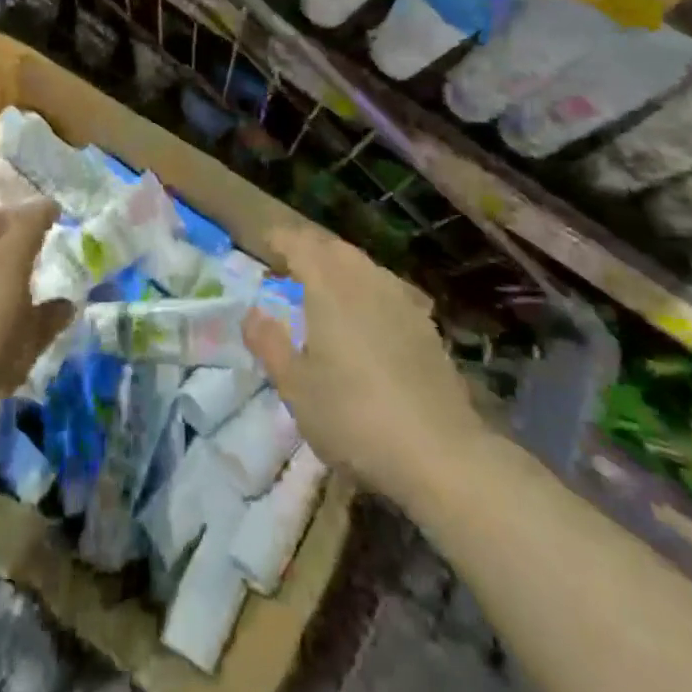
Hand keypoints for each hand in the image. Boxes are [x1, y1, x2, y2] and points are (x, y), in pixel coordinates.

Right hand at [244, 225, 482, 505]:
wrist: (439, 452)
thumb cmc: (353, 416)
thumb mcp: (295, 386)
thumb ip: (269, 343)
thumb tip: (252, 313)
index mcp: (328, 284)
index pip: (299, 243)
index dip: (279, 239)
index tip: (265, 244)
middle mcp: (365, 279)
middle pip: (333, 248)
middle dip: (309, 250)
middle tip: (290, 268)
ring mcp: (400, 298)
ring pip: (363, 266)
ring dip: (339, 268)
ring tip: (324, 290)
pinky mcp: (425, 324)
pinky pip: (386, 289)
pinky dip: (366, 290)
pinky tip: (366, 317)